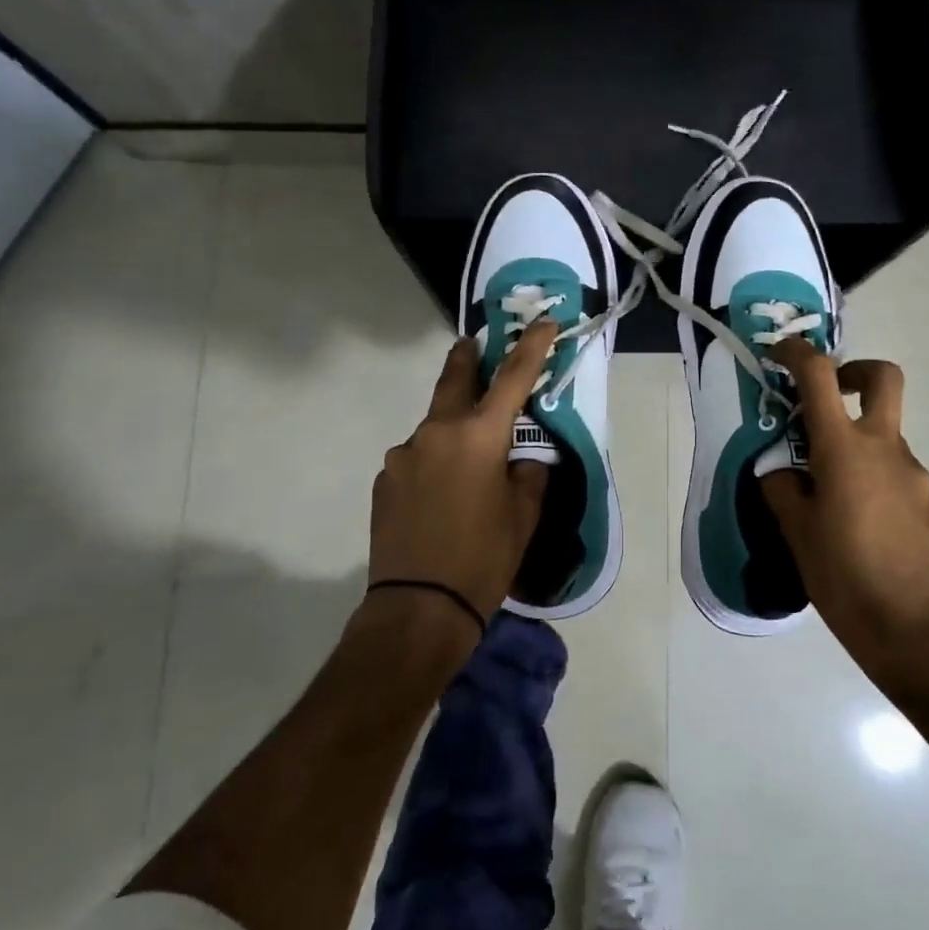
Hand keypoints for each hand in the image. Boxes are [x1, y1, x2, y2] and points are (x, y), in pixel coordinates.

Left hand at [368, 320, 556, 621]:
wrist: (418, 608)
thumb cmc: (483, 559)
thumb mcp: (523, 517)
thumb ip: (528, 475)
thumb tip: (523, 459)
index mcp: (478, 437)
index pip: (513, 378)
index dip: (531, 346)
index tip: (543, 321)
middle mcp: (436, 433)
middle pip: (454, 379)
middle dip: (468, 358)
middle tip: (474, 345)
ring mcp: (404, 454)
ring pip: (434, 427)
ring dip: (451, 430)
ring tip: (465, 465)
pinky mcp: (385, 479)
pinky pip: (416, 459)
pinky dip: (433, 463)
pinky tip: (439, 497)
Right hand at [762, 340, 928, 677]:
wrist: (915, 631)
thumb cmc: (844, 578)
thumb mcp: (796, 533)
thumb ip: (782, 488)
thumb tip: (781, 469)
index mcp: (844, 449)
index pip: (820, 376)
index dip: (796, 353)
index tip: (778, 354)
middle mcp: (886, 450)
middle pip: (882, 379)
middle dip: (853, 372)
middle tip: (827, 397)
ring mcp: (914, 476)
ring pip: (884, 436)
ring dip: (856, 444)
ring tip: (827, 495)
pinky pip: (895, 474)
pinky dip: (872, 479)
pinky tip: (857, 524)